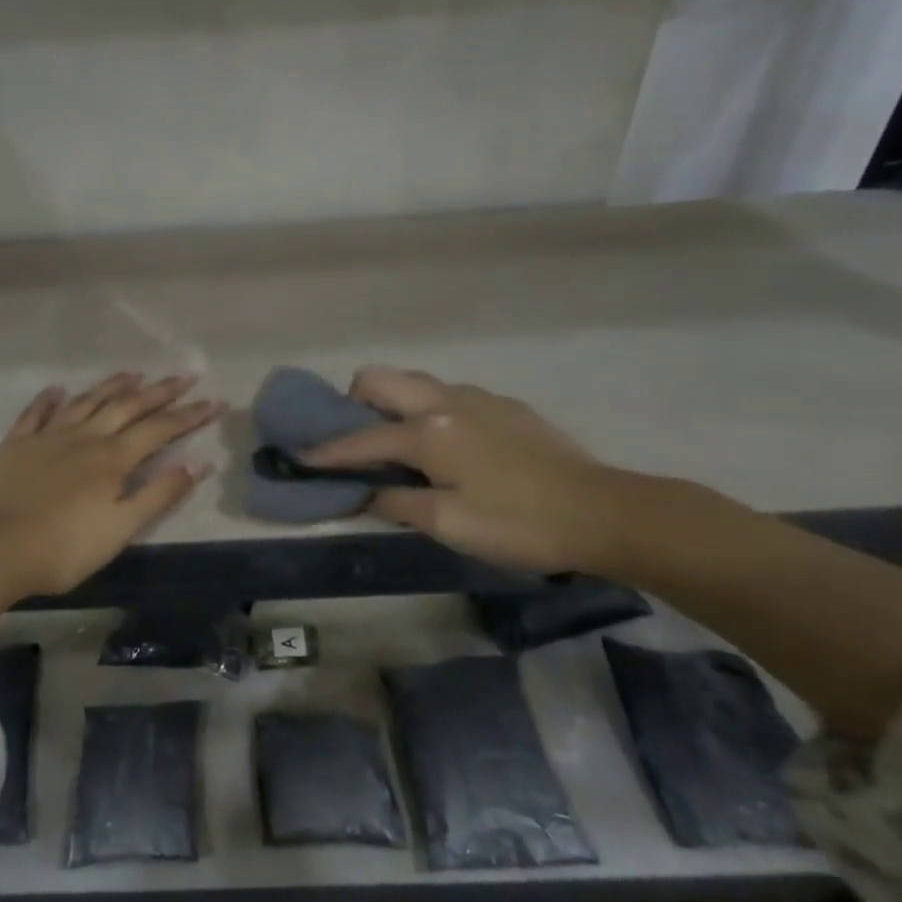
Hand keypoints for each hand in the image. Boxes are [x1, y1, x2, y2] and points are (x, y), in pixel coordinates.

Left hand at [0, 372, 223, 597]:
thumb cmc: (62, 549)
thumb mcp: (120, 529)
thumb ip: (160, 494)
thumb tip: (199, 463)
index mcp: (113, 459)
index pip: (160, 429)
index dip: (190, 415)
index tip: (215, 401)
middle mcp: (84, 437)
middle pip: (128, 406)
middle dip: (160, 391)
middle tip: (184, 375)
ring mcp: (47, 437)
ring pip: (87, 401)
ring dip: (112, 385)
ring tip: (133, 373)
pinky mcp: (15, 445)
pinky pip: (36, 413)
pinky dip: (49, 399)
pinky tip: (58, 389)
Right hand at [303, 366, 621, 571]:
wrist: (601, 512)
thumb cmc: (516, 524)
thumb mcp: (447, 523)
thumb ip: (395, 501)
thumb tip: (363, 491)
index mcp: (427, 431)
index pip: (361, 438)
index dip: (327, 452)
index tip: (300, 457)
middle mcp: (445, 401)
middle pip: (380, 378)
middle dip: (354, 402)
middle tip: (355, 440)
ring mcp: (478, 397)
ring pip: (415, 382)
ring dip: (392, 404)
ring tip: (397, 444)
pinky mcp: (504, 405)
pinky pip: (447, 395)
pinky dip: (427, 410)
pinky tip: (446, 447)